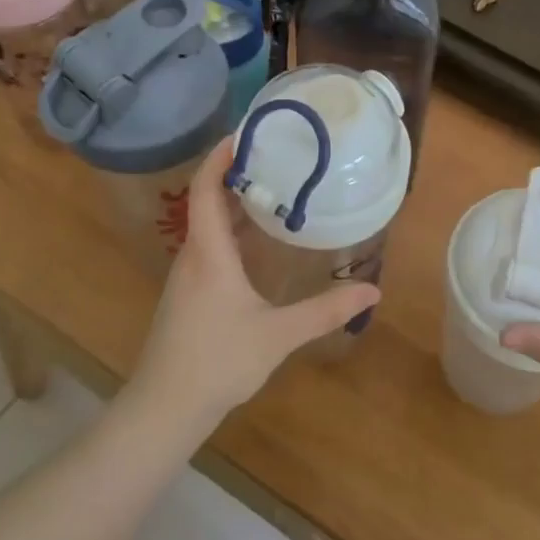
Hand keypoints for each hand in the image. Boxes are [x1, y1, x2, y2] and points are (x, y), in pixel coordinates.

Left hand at [129, 137, 381, 425]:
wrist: (165, 407)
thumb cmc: (218, 361)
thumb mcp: (278, 334)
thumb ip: (325, 311)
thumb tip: (373, 292)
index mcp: (208, 253)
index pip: (205, 189)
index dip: (219, 157)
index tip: (246, 132)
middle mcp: (192, 256)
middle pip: (205, 201)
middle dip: (235, 176)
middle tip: (276, 158)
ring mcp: (185, 278)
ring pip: (206, 227)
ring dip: (233, 205)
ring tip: (273, 193)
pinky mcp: (186, 297)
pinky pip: (208, 248)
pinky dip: (231, 233)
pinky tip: (257, 246)